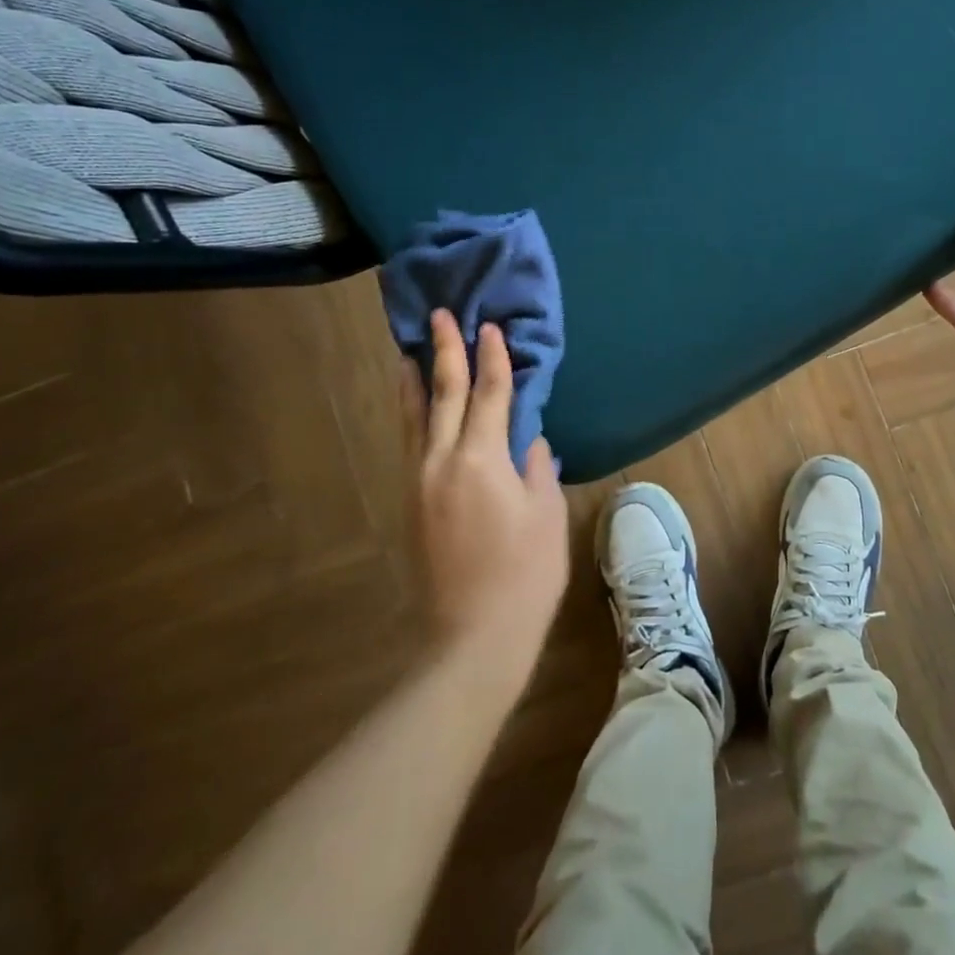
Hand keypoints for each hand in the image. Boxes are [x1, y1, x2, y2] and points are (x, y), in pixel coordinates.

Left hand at [406, 310, 568, 681]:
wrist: (472, 636)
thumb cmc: (524, 574)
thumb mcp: (545, 515)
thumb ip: (537, 469)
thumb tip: (530, 442)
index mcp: (482, 459)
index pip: (489, 394)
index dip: (493, 358)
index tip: (490, 327)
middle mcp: (442, 461)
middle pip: (444, 395)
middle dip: (445, 353)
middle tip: (441, 317)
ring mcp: (420, 483)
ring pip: (415, 419)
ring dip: (415, 382)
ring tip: (408, 353)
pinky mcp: (410, 504)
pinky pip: (410, 444)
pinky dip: (411, 417)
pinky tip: (414, 410)